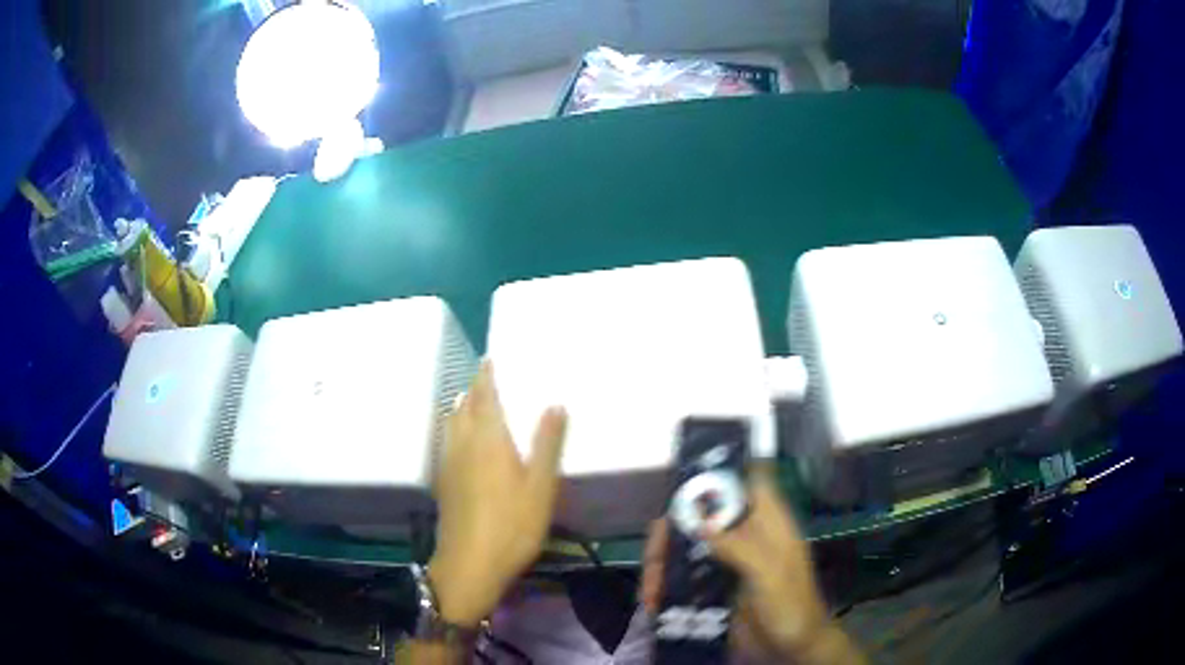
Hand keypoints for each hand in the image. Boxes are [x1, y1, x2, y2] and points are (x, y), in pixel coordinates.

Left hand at [428, 361, 567, 627]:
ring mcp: (449, 463)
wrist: (470, 563)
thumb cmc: (512, 524)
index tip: (490, 358)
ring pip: (452, 423)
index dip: (486, 375)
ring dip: (462, 407)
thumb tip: (554, 403)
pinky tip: (465, 442)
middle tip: (489, 378)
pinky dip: (456, 429)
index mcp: (488, 438)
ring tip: (476, 403)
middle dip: (474, 388)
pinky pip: (448, 441)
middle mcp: (463, 443)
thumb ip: (547, 444)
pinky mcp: (444, 481)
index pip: (484, 395)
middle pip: (464, 405)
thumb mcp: (541, 487)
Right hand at [642, 470, 863, 663]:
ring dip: (662, 564)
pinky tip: (653, 602)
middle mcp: (744, 533)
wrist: (791, 647)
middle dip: (671, 531)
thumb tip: (700, 523)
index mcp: (767, 521)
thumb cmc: (791, 605)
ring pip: (686, 545)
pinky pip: (683, 574)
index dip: (718, 472)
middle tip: (653, 557)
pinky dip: (665, 584)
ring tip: (649, 593)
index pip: (745, 480)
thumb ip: (740, 547)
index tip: (682, 482)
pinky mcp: (713, 584)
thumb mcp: (771, 574)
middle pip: (701, 514)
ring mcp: (727, 559)